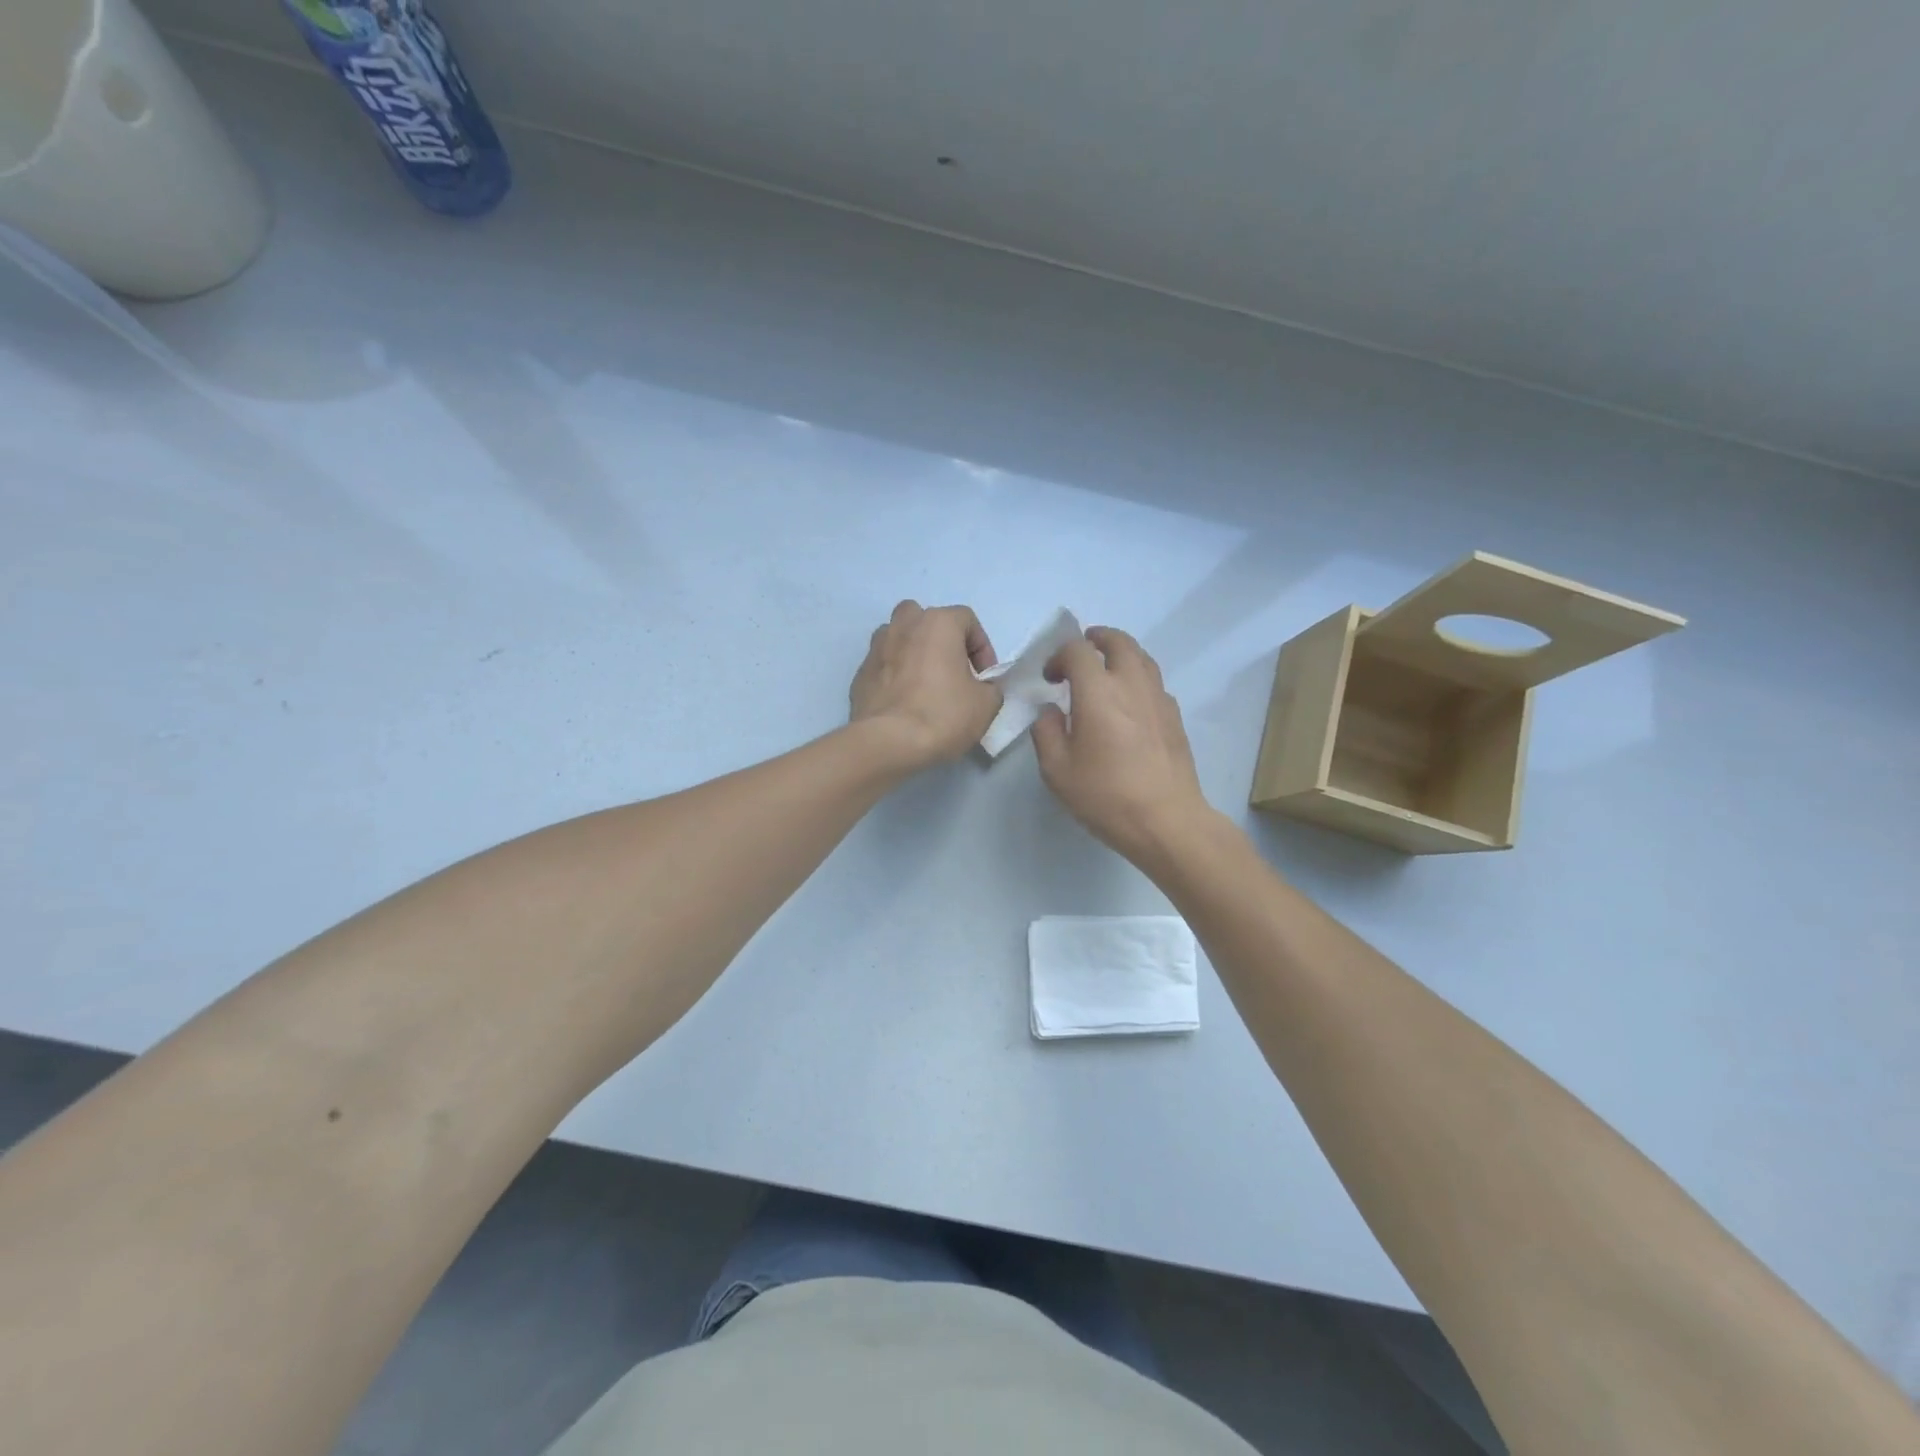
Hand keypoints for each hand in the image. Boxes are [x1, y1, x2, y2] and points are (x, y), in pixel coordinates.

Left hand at [849, 601, 1002, 769]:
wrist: (887, 742)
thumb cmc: (943, 714)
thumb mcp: (986, 704)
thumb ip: (989, 687)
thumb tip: (980, 688)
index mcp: (937, 623)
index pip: (967, 620)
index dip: (982, 648)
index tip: (984, 678)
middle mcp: (903, 626)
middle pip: (926, 620)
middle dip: (942, 641)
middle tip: (952, 672)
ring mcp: (876, 648)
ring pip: (899, 638)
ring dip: (914, 654)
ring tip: (925, 685)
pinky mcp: (860, 674)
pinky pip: (884, 666)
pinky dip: (895, 676)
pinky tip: (904, 703)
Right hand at [1032, 627, 1213, 863]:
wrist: (1165, 820)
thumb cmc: (1105, 795)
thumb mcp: (1056, 770)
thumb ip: (1046, 732)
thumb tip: (1051, 712)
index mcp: (1098, 691)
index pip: (1077, 651)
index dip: (1059, 657)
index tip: (1050, 679)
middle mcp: (1132, 684)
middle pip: (1119, 642)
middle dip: (1097, 639)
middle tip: (1083, 650)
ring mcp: (1159, 698)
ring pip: (1142, 658)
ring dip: (1121, 655)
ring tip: (1106, 671)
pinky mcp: (1175, 717)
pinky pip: (1155, 683)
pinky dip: (1138, 679)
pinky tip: (1129, 703)